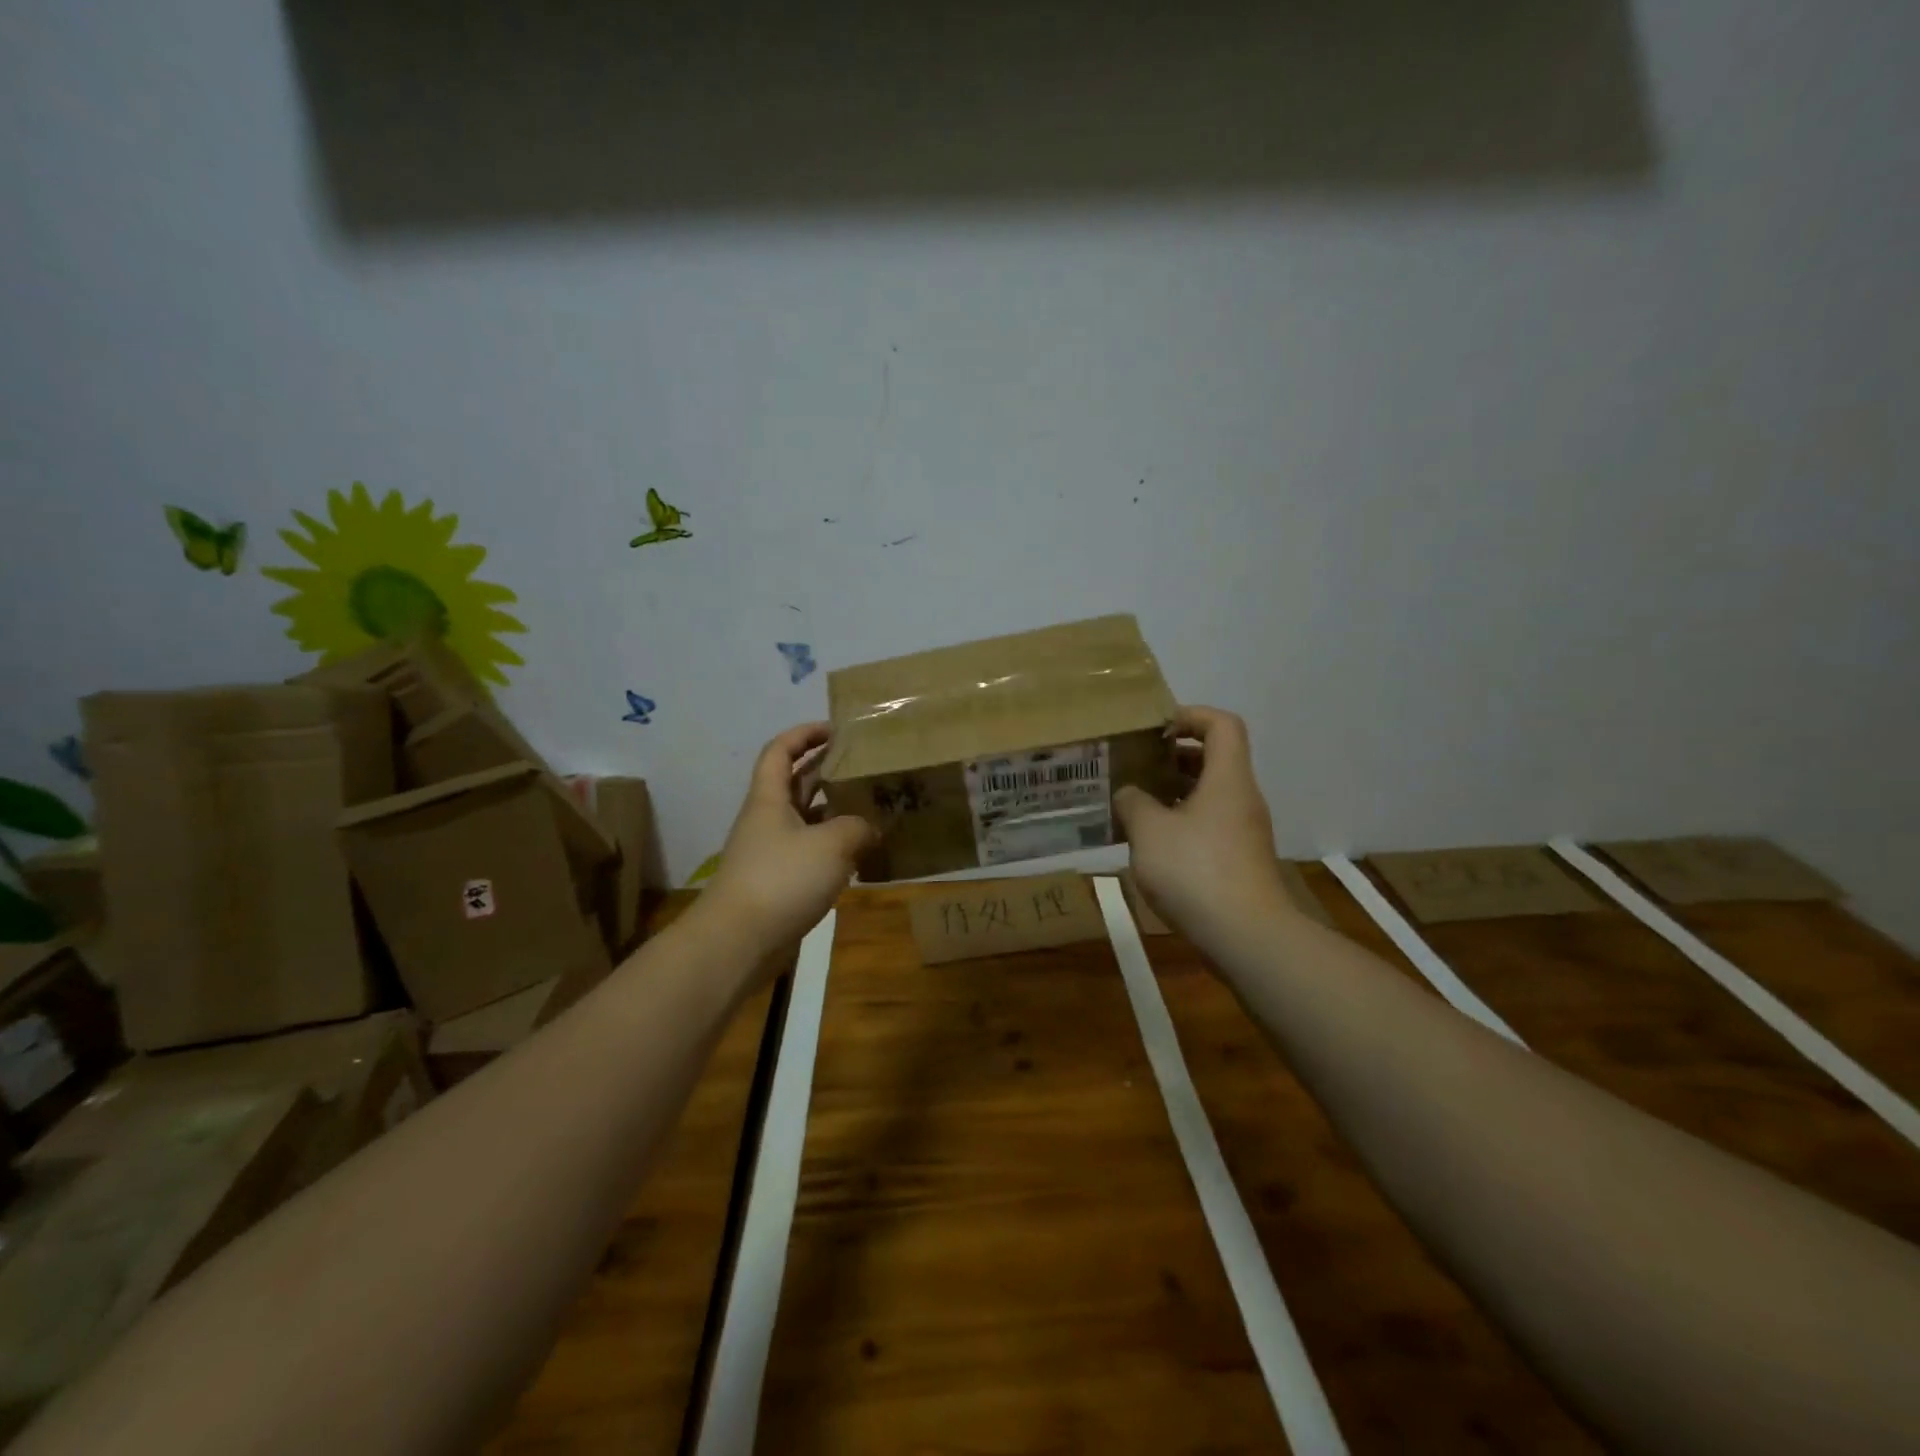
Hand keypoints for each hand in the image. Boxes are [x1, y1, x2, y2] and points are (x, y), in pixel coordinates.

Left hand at [698, 723, 875, 955]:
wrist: (739, 941)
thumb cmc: (782, 879)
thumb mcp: (831, 844)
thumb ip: (857, 827)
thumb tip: (871, 828)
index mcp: (769, 799)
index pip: (779, 751)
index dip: (804, 734)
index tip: (835, 729)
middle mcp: (766, 820)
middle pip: (794, 783)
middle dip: (825, 769)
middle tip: (863, 765)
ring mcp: (770, 852)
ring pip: (804, 819)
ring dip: (832, 810)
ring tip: (870, 805)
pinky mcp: (777, 882)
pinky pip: (808, 852)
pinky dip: (832, 846)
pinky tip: (859, 852)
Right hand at [1114, 706, 1290, 940]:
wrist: (1246, 937)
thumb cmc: (1196, 871)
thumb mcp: (1149, 831)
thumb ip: (1133, 803)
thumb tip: (1129, 795)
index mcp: (1227, 779)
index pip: (1222, 725)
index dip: (1190, 716)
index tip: (1156, 730)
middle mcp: (1241, 799)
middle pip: (1215, 760)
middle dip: (1174, 757)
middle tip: (1137, 766)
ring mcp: (1244, 833)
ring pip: (1210, 796)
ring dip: (1174, 793)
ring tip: (1135, 805)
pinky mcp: (1240, 862)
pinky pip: (1209, 826)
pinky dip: (1182, 824)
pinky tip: (1152, 845)